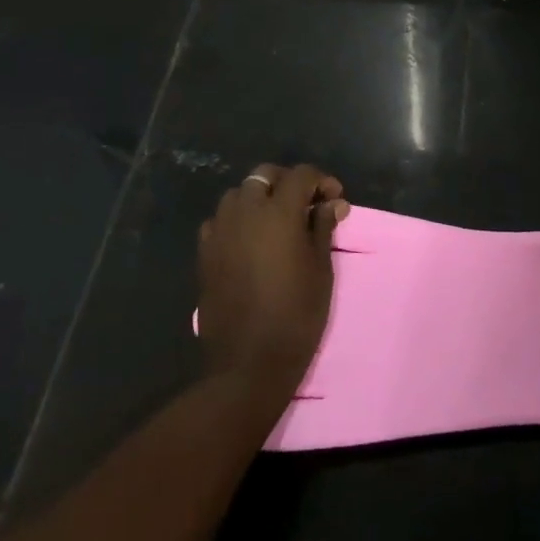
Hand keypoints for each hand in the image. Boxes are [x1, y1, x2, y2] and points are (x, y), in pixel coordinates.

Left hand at [197, 164, 349, 402]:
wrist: (248, 365)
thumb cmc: (296, 316)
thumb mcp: (321, 270)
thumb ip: (323, 228)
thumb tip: (332, 203)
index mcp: (278, 212)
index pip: (301, 175)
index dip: (321, 181)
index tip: (334, 199)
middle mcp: (246, 211)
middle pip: (265, 175)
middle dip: (287, 182)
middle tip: (306, 205)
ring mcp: (221, 230)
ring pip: (239, 194)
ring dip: (259, 198)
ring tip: (276, 221)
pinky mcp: (205, 252)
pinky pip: (220, 220)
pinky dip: (236, 220)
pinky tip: (248, 241)